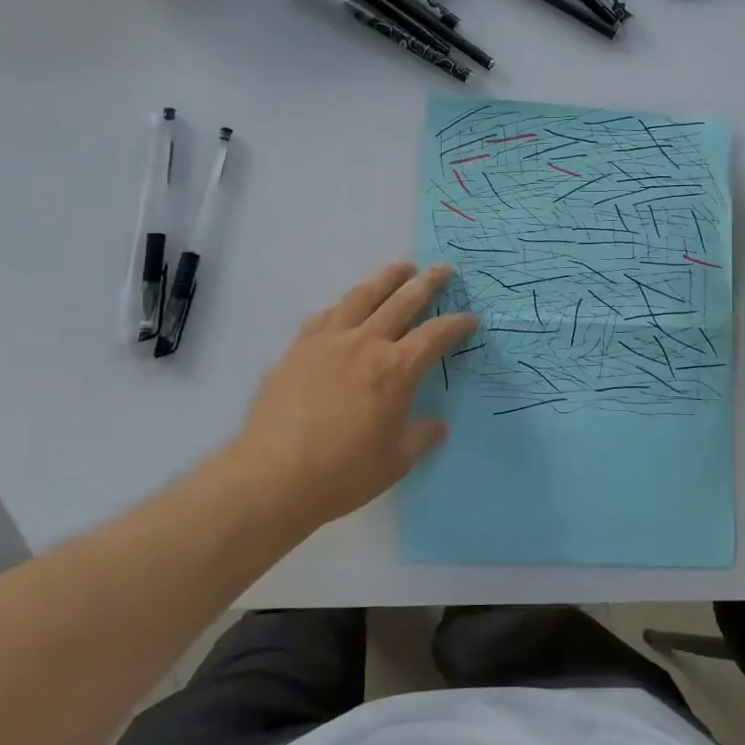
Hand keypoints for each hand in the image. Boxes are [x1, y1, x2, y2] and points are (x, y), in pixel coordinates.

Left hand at [224, 262, 477, 532]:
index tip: (470, 318)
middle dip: (427, 283)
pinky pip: (327, 315)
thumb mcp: (396, 461)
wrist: (274, 476)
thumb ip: (421, 437)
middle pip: (402, 301)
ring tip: (401, 267)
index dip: (457, 324)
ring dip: (386, 278)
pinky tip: (349, 305)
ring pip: (362, 296)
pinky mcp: (299, 348)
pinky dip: (345, 304)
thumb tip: (437, 424)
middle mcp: (365, 343)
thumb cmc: (344, 473)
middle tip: (443, 268)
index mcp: (396, 369)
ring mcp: (329, 341)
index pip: (435, 334)